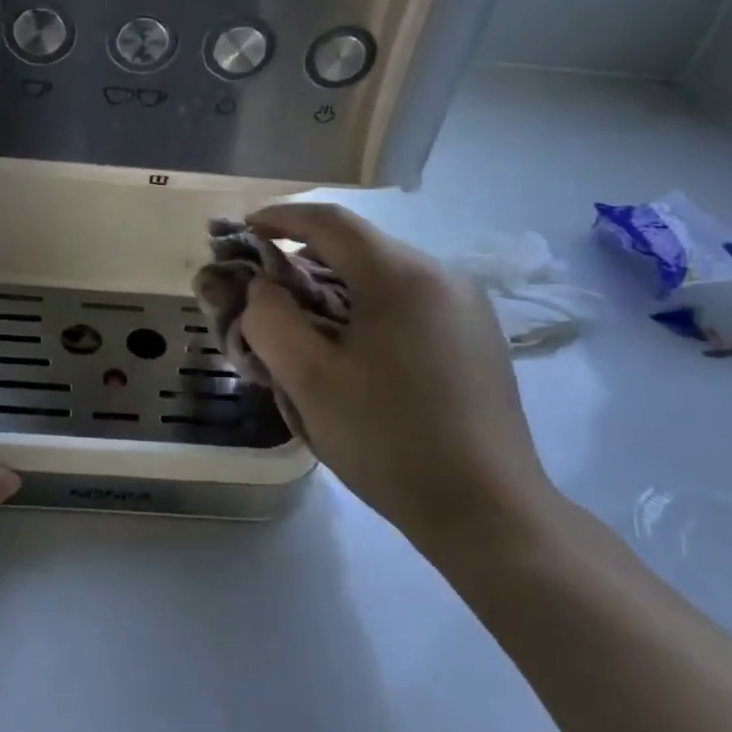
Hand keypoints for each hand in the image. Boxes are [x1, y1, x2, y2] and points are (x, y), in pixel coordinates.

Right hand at [239, 203, 558, 560]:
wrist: (488, 513)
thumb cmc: (388, 440)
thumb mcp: (308, 380)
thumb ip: (269, 319)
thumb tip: (264, 289)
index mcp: (402, 276)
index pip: (330, 222)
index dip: (280, 218)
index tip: (243, 231)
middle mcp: (442, 277)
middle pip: (358, 249)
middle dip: (303, 260)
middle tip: (265, 292)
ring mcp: (467, 309)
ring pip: (383, 278)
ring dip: (335, 289)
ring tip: (302, 327)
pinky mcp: (476, 339)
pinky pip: (408, 304)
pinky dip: (367, 310)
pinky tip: (352, 352)